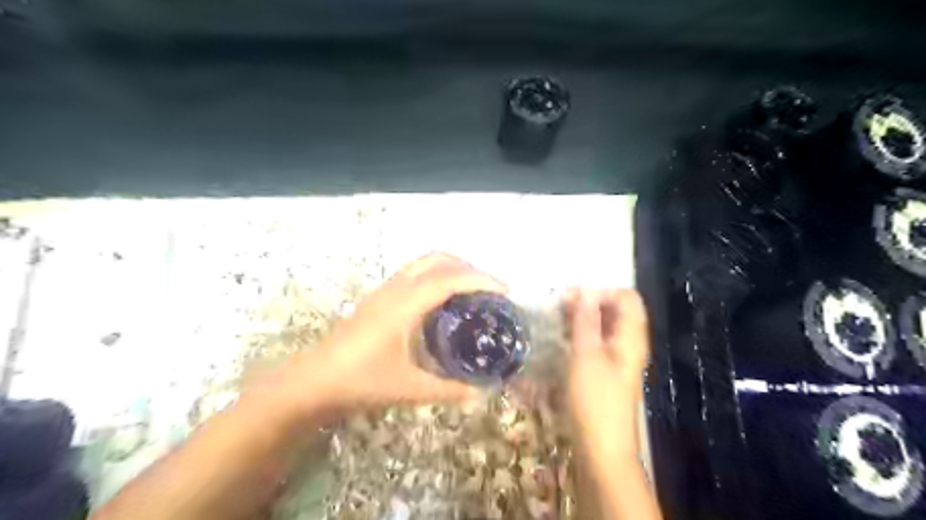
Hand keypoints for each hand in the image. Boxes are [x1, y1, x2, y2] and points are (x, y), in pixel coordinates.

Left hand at [272, 254, 504, 421]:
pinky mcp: (378, 298)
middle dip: (468, 267)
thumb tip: (480, 394)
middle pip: (438, 259)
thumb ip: (448, 390)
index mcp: (407, 303)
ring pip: (424, 263)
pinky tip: (442, 303)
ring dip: (451, 269)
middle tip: (489, 289)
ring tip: (471, 291)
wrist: (314, 380)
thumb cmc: (361, 380)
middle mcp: (397, 288)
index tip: (506, 290)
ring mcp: (385, 290)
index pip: (451, 278)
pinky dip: (436, 276)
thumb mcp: (409, 388)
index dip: (481, 279)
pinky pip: (414, 274)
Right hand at [565, 291, 649, 464]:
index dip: (601, 291)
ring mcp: (618, 357)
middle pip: (615, 309)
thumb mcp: (586, 355)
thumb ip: (585, 320)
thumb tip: (583, 290)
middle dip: (588, 302)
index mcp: (631, 336)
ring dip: (582, 317)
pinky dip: (581, 333)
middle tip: (559, 306)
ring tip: (556, 319)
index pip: (626, 297)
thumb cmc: (595, 400)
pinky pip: (596, 341)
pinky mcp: (606, 370)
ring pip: (603, 325)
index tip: (572, 297)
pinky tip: (562, 337)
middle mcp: (628, 343)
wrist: (602, 448)